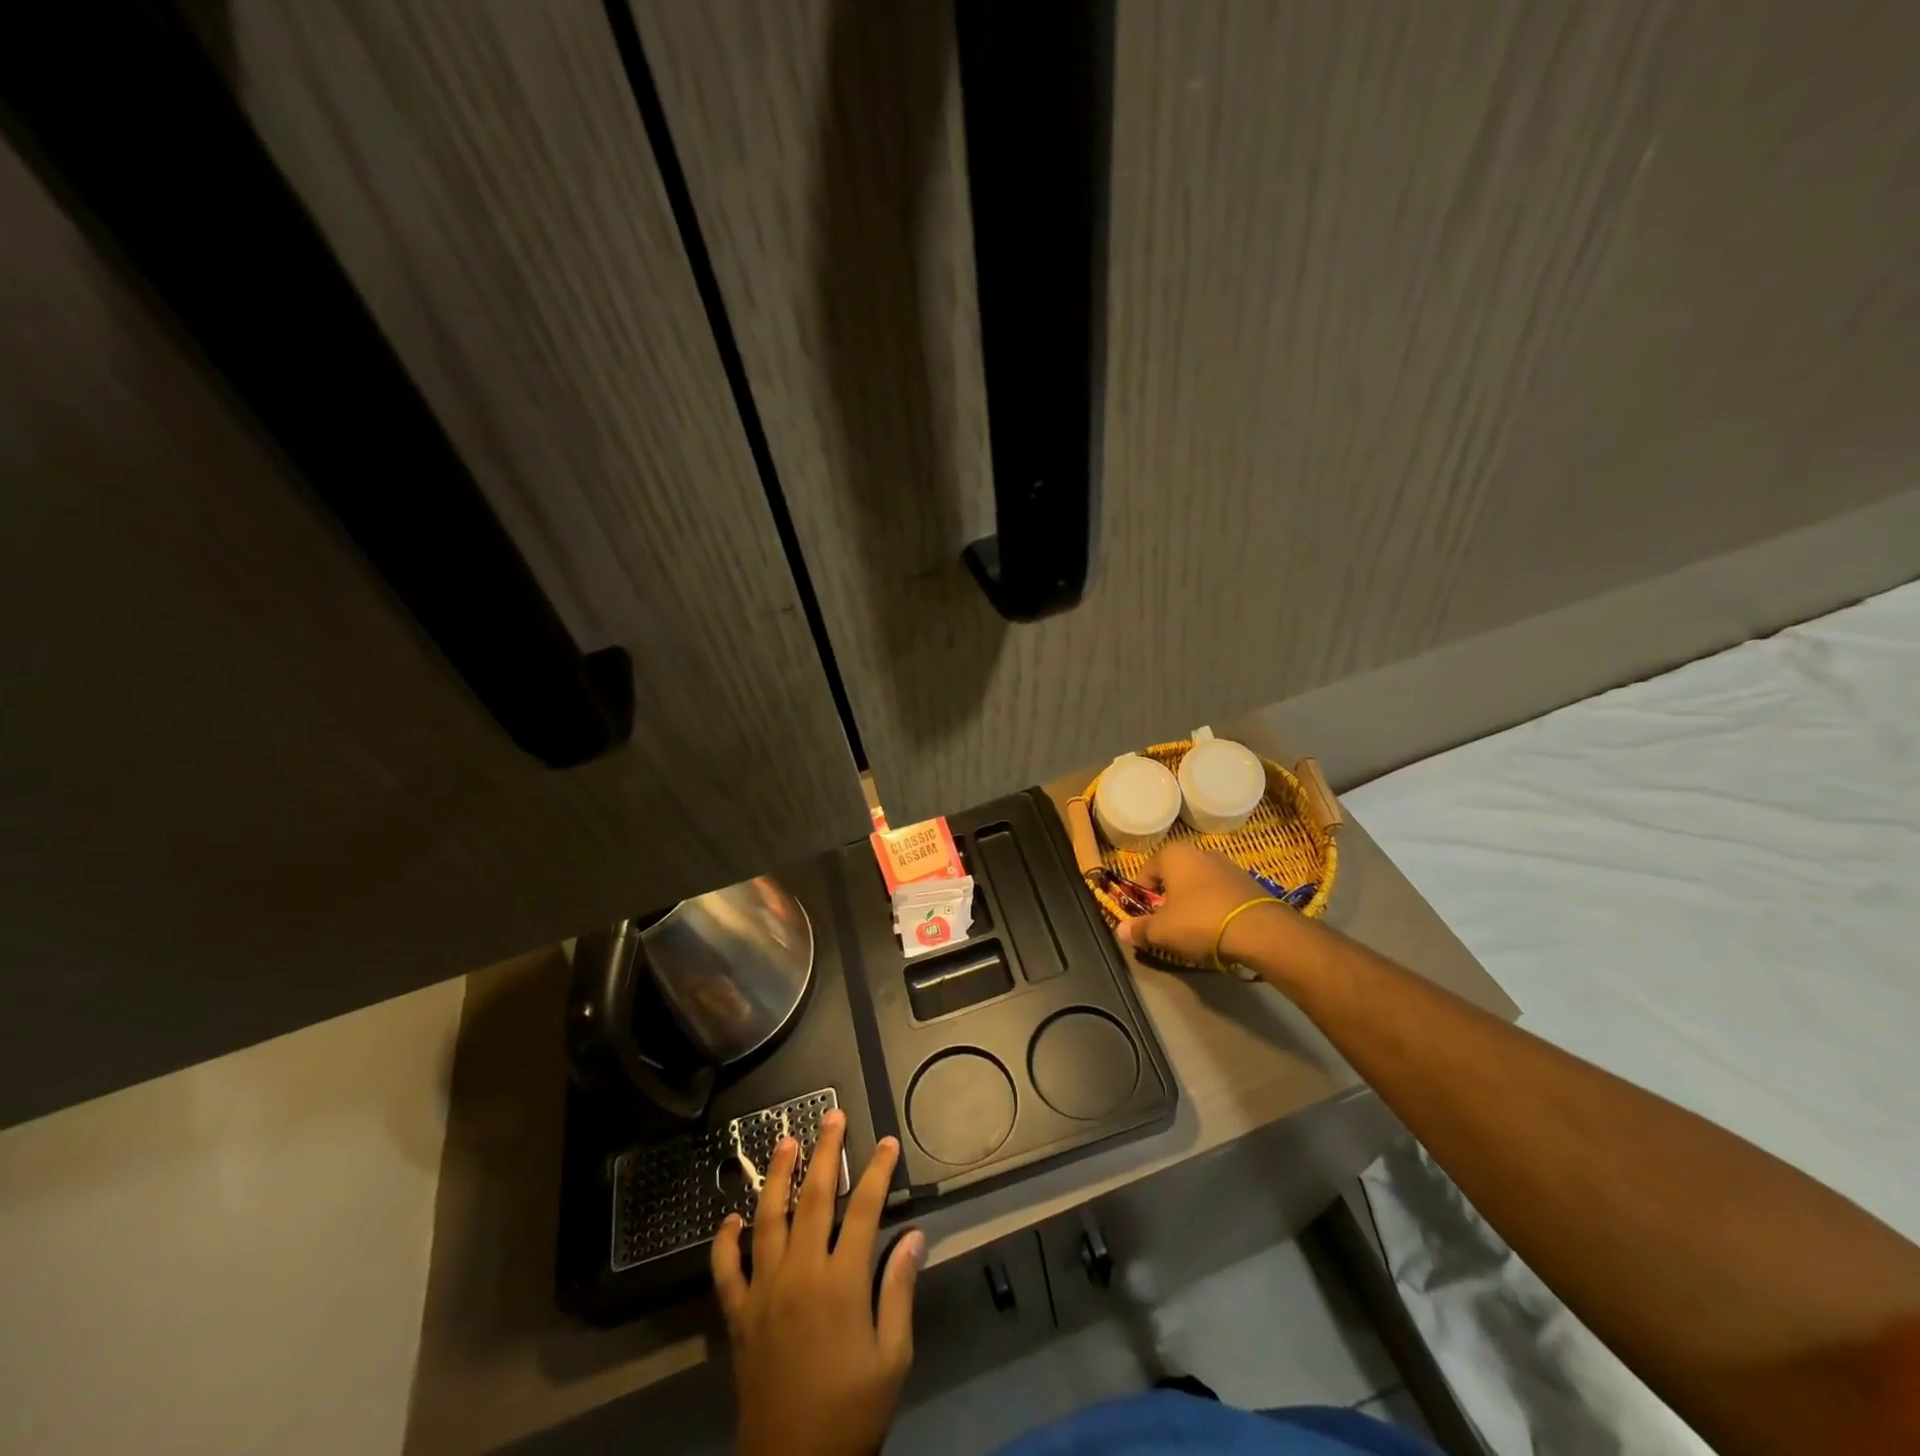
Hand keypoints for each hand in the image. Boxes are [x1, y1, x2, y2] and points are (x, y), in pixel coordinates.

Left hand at [713, 1110, 923, 1455]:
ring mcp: (764, 1292)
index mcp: (841, 1283)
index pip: (863, 1209)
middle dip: (825, 1152)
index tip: (886, 1143)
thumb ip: (899, 1291)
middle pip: (813, 1198)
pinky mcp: (739, 1316)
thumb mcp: (892, 1357)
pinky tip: (731, 1218)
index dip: (877, 1172)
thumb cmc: (853, 1411)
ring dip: (777, 1176)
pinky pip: (727, 1270)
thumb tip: (914, 1236)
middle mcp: (800, 1274)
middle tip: (831, 1116)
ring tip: (784, 1141)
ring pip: (767, 1219)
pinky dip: (725, 1242)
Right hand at [1116, 841, 1285, 966]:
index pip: (1147, 870)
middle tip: (1167, 924)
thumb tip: (1120, 930)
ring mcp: (1228, 865)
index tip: (1143, 917)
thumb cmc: (1199, 922)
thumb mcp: (1162, 931)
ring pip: (1199, 883)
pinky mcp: (1249, 882)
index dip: (1141, 894)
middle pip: (1174, 875)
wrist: (1259, 931)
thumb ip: (1139, 929)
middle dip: (1167, 898)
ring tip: (1193, 929)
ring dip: (1192, 902)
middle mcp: (1201, 852)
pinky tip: (1217, 928)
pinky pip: (1221, 893)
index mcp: (1175, 855)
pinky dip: (1214, 907)